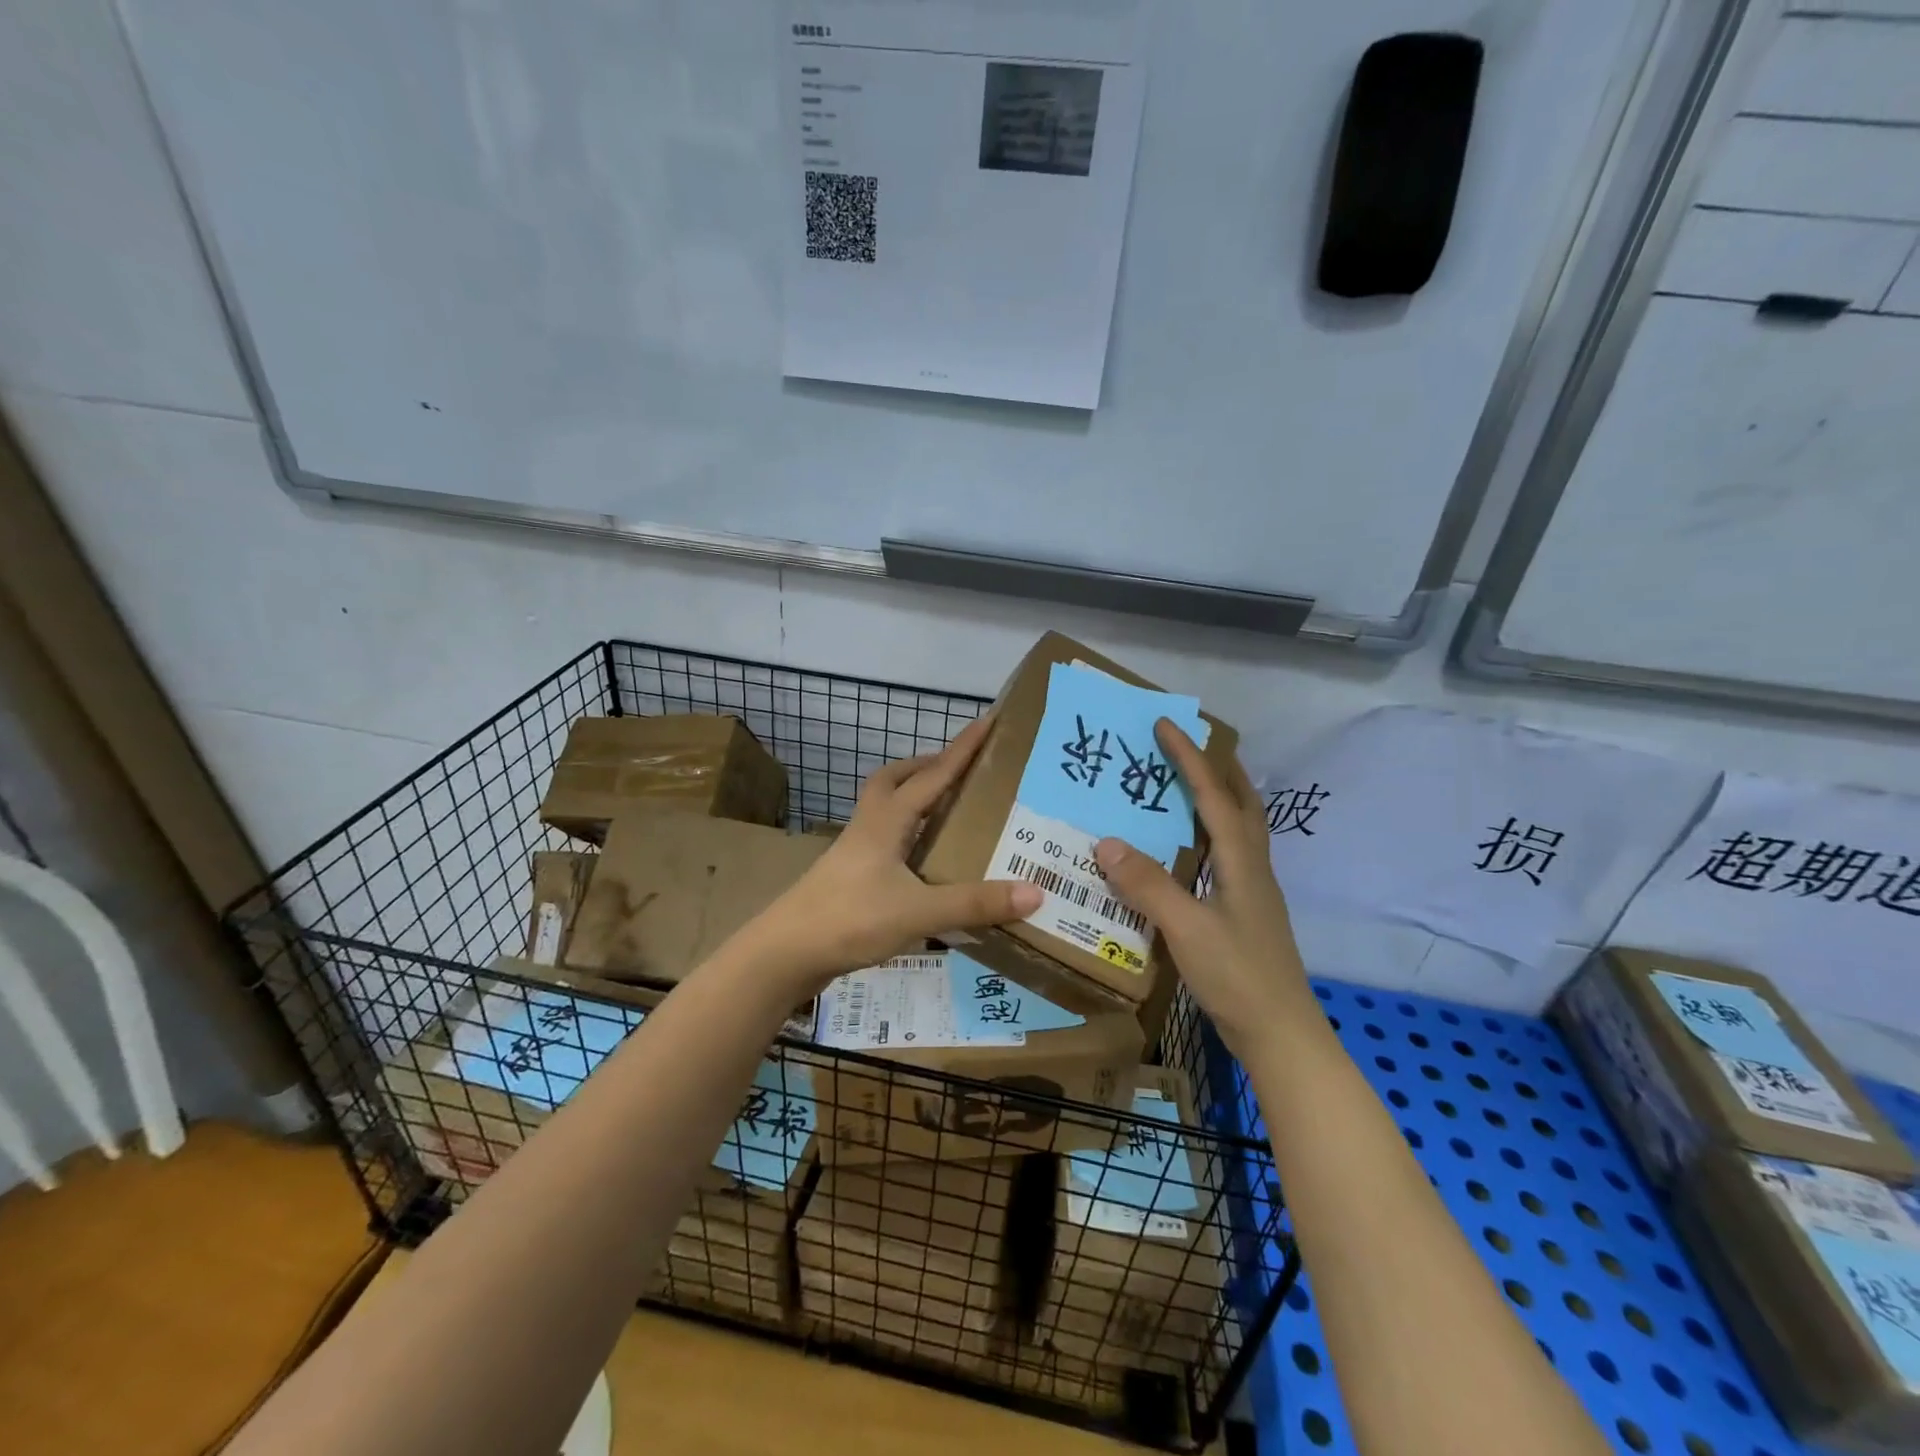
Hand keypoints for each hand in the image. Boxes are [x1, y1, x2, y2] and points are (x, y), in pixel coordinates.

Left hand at [738, 715, 1042, 994]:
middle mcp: (869, 827)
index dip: (962, 749)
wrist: (785, 953)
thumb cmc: (850, 920)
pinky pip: (883, 840)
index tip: (987, 721)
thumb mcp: (919, 912)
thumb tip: (1035, 892)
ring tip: (947, 811)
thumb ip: (974, 903)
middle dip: (927, 767)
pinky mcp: (848, 878)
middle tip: (960, 771)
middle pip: (894, 780)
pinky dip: (906, 836)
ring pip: (885, 809)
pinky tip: (923, 862)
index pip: (932, 775)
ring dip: (914, 799)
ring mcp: (854, 852)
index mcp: (887, 821)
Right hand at [1093, 719, 1312, 1055]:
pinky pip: (1223, 857)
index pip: (1214, 795)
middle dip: (1216, 768)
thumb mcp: (1187, 930)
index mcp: (1242, 862)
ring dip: (1214, 799)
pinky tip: (1182, 852)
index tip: (1165, 724)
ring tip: (1181, 787)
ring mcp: (1251, 892)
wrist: (1281, 1035)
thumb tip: (1106, 842)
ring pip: (1236, 830)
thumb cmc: (1238, 977)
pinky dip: (1205, 836)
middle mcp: (1252, 867)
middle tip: (1185, 746)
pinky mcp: (1243, 913)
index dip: (1190, 757)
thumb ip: (1148, 885)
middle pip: (1241, 803)